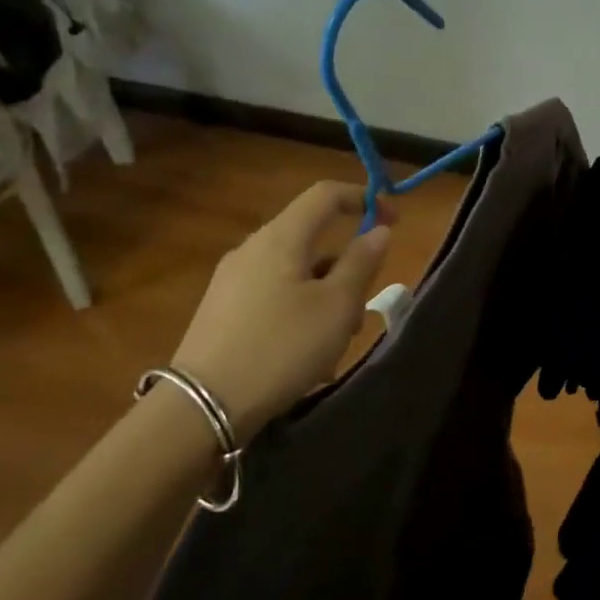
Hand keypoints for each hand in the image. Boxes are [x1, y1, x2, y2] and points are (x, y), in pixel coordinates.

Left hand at [171, 182, 393, 435]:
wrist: (204, 404)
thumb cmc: (283, 347)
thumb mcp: (337, 307)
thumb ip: (361, 263)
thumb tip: (378, 230)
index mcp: (281, 238)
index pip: (325, 194)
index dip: (364, 198)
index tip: (396, 220)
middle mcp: (252, 248)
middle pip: (311, 237)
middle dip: (347, 265)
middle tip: (363, 306)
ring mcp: (232, 280)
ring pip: (296, 272)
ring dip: (326, 295)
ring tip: (337, 341)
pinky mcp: (223, 309)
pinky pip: (275, 295)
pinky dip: (301, 311)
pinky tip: (307, 355)